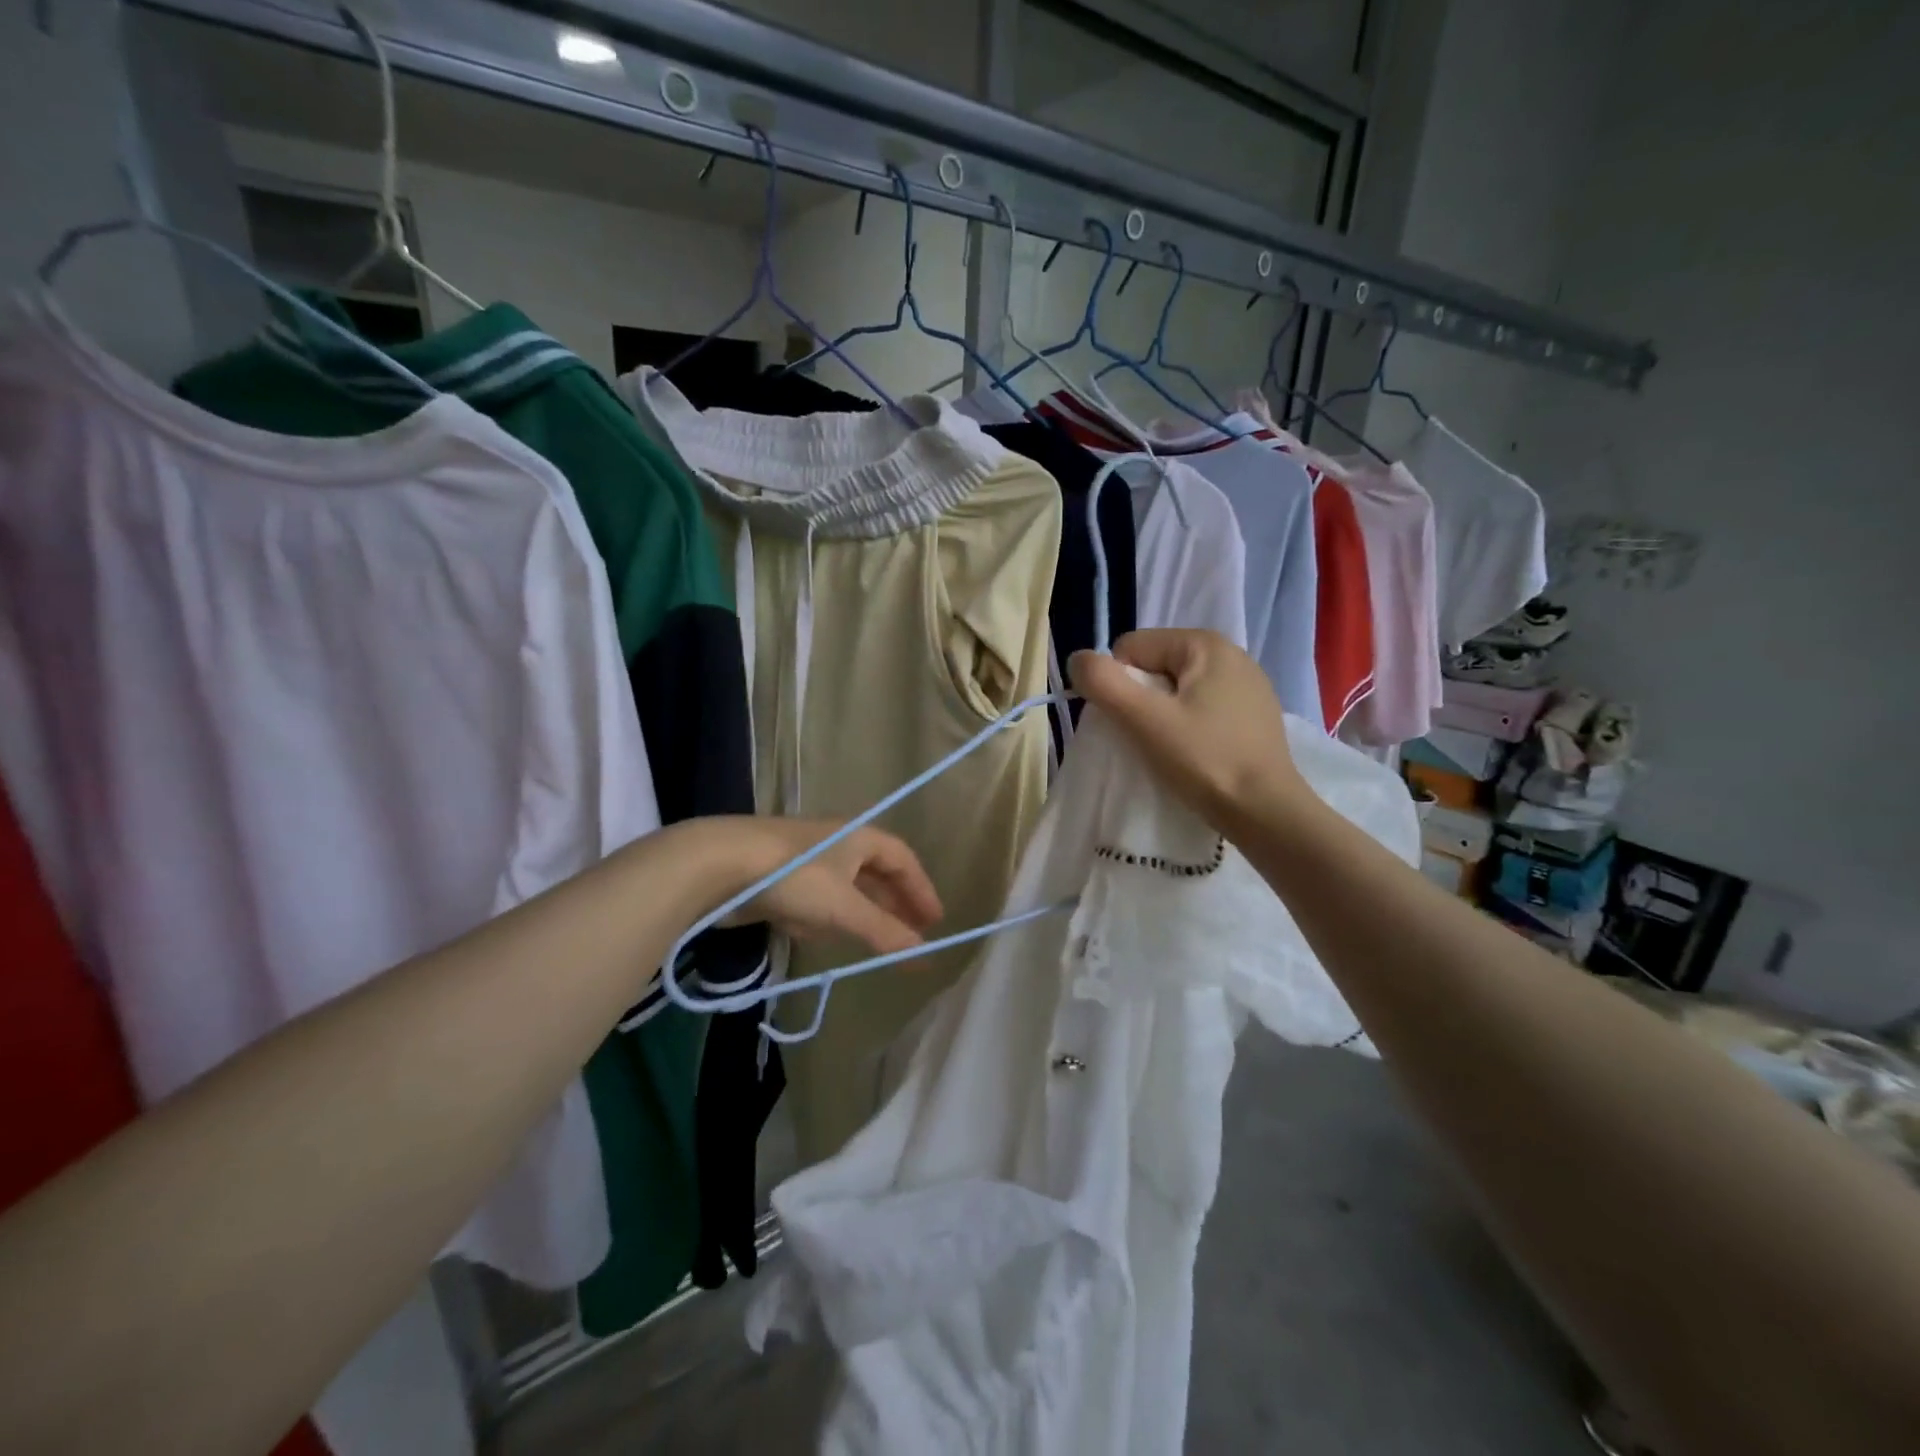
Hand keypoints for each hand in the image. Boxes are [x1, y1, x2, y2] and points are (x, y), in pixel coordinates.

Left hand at [701, 817, 943, 956]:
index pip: (902, 860)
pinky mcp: (778, 875)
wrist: (720, 863)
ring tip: (867, 939)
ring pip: (842, 888)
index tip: (934, 921)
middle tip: (910, 934)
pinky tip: (809, 930)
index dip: (920, 890)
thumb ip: (884, 932)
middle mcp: (836, 841)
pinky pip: (811, 897)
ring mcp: (805, 857)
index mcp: (859, 836)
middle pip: (874, 874)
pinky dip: (817, 915)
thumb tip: (923, 953)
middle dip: (891, 905)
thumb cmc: (795, 877)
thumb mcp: (844, 908)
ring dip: (855, 912)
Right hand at [1069, 629, 1311, 834]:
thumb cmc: (1204, 760)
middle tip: (1151, 739)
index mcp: (1205, 643)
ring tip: (1172, 750)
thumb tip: (1078, 660)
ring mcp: (1247, 685)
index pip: (1132, 648)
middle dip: (1141, 700)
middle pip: (1154, 667)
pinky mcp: (1254, 715)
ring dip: (1162, 716)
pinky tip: (1196, 754)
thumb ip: (1103, 682)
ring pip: (1177, 690)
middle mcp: (1231, 653)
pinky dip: (1188, 727)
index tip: (1135, 723)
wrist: (1267, 813)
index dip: (1119, 685)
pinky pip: (1202, 708)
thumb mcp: (1144, 719)